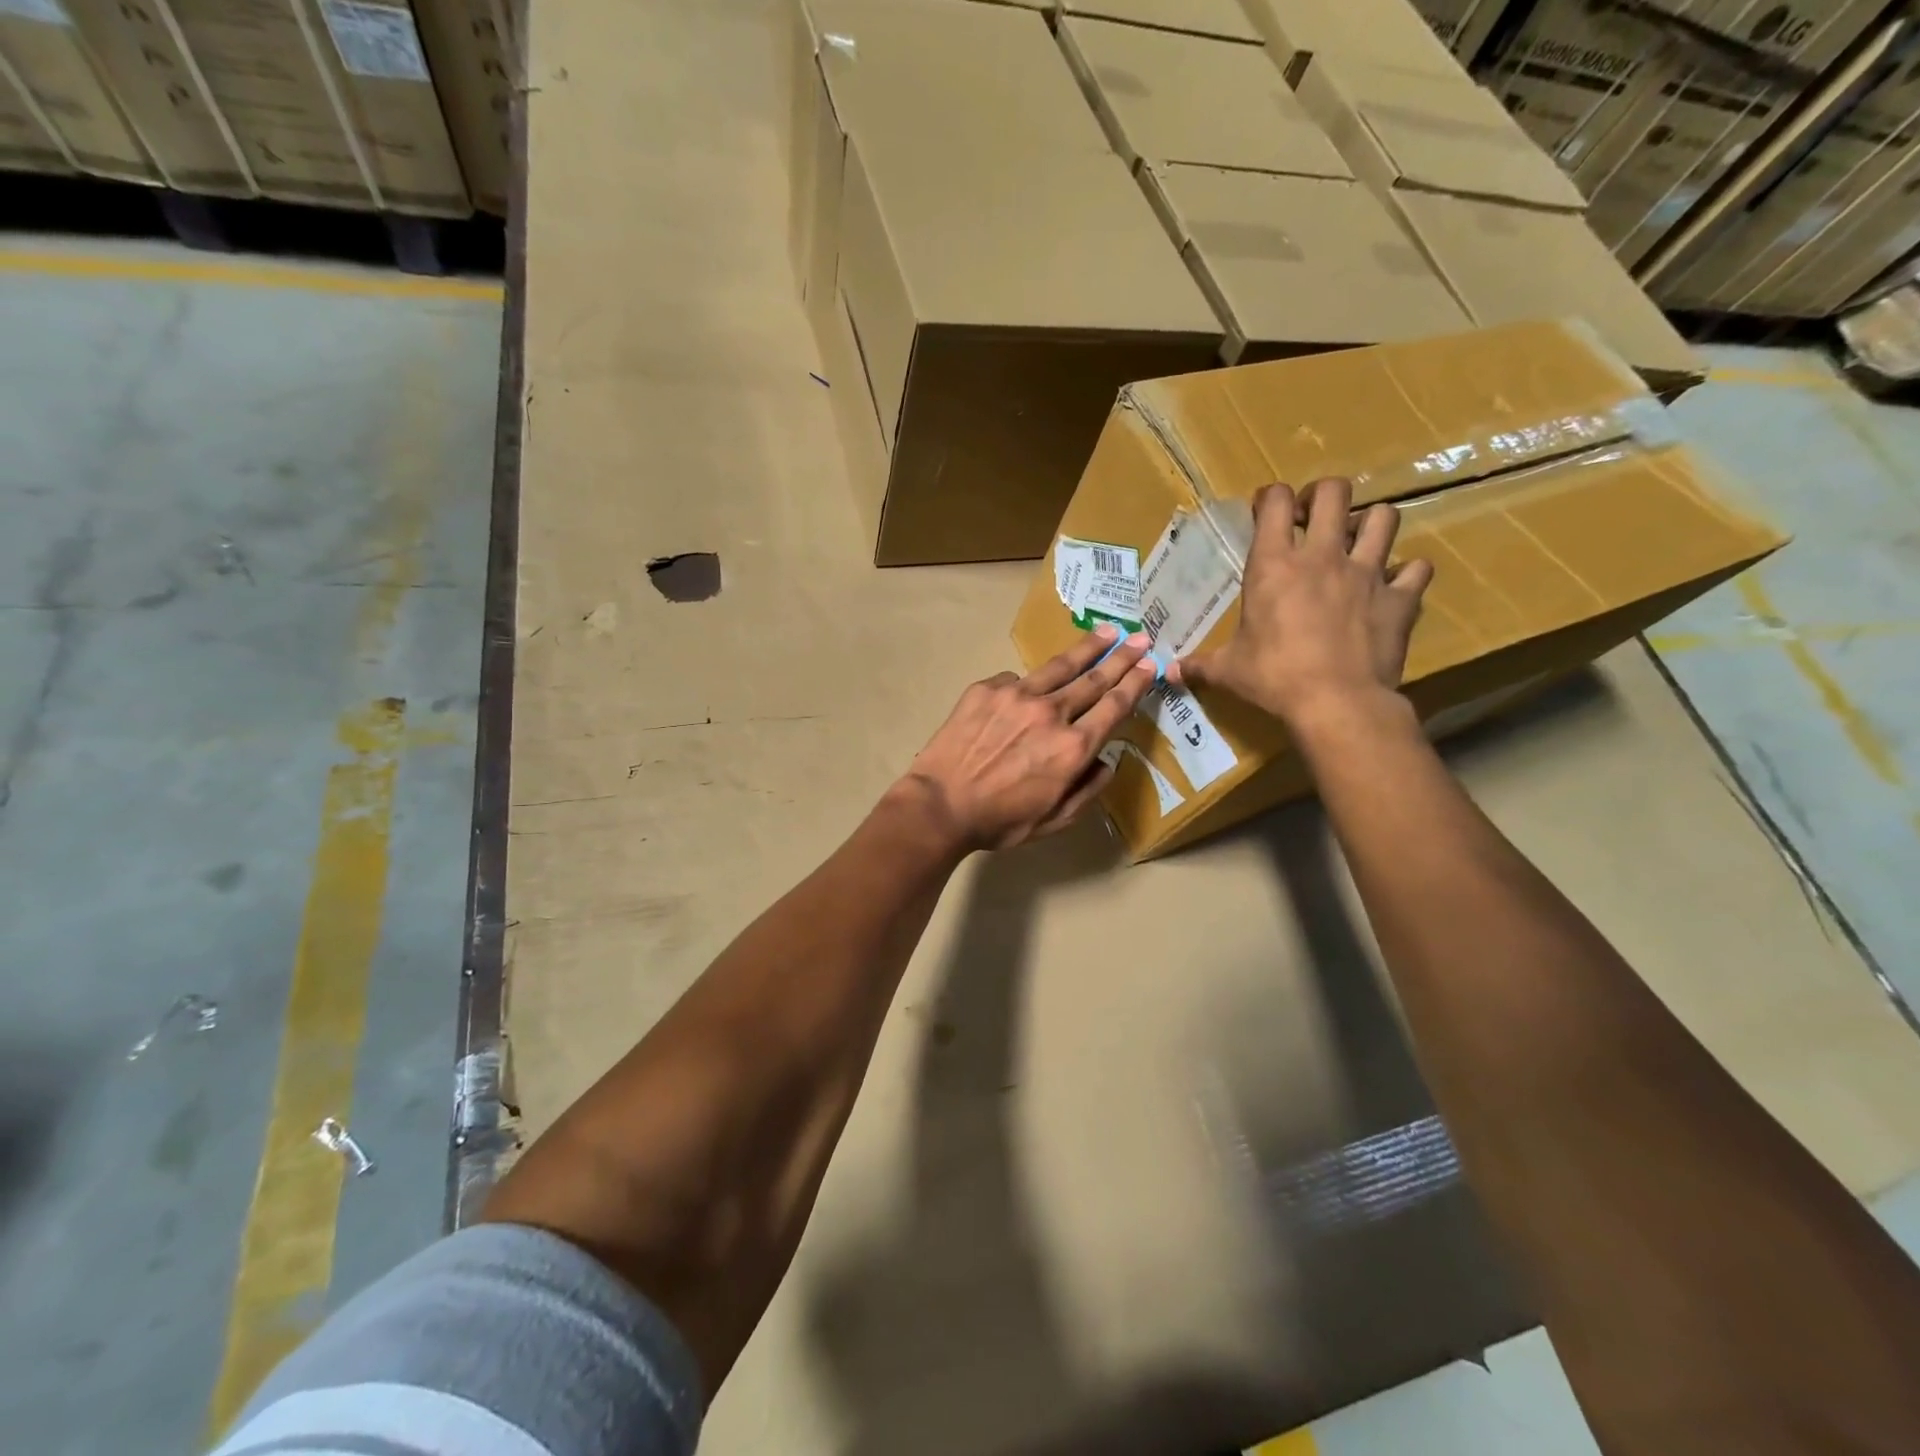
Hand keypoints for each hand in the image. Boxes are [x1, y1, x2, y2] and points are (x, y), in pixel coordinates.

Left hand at [890, 625, 1157, 852]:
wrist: (939, 805)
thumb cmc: (999, 821)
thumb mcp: (1055, 820)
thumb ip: (1088, 790)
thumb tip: (1108, 762)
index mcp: (1073, 747)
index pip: (1114, 706)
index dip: (1135, 683)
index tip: (1150, 665)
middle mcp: (1051, 713)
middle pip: (1094, 678)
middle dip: (1121, 657)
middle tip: (1139, 638)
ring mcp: (1017, 695)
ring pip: (1059, 666)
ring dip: (1087, 648)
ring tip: (1105, 632)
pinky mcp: (987, 689)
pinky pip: (1017, 680)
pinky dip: (1029, 684)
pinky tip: (1029, 689)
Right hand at [1171, 479, 1432, 726]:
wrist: (1336, 702)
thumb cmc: (1274, 678)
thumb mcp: (1228, 671)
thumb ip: (1199, 665)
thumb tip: (1168, 673)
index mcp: (1274, 565)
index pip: (1276, 502)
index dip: (1272, 497)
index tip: (1267, 509)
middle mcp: (1323, 556)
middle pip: (1334, 492)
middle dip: (1323, 496)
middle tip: (1314, 517)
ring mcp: (1367, 572)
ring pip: (1384, 516)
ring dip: (1371, 524)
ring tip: (1358, 543)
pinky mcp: (1400, 597)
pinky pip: (1417, 568)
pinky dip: (1407, 572)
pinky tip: (1394, 584)